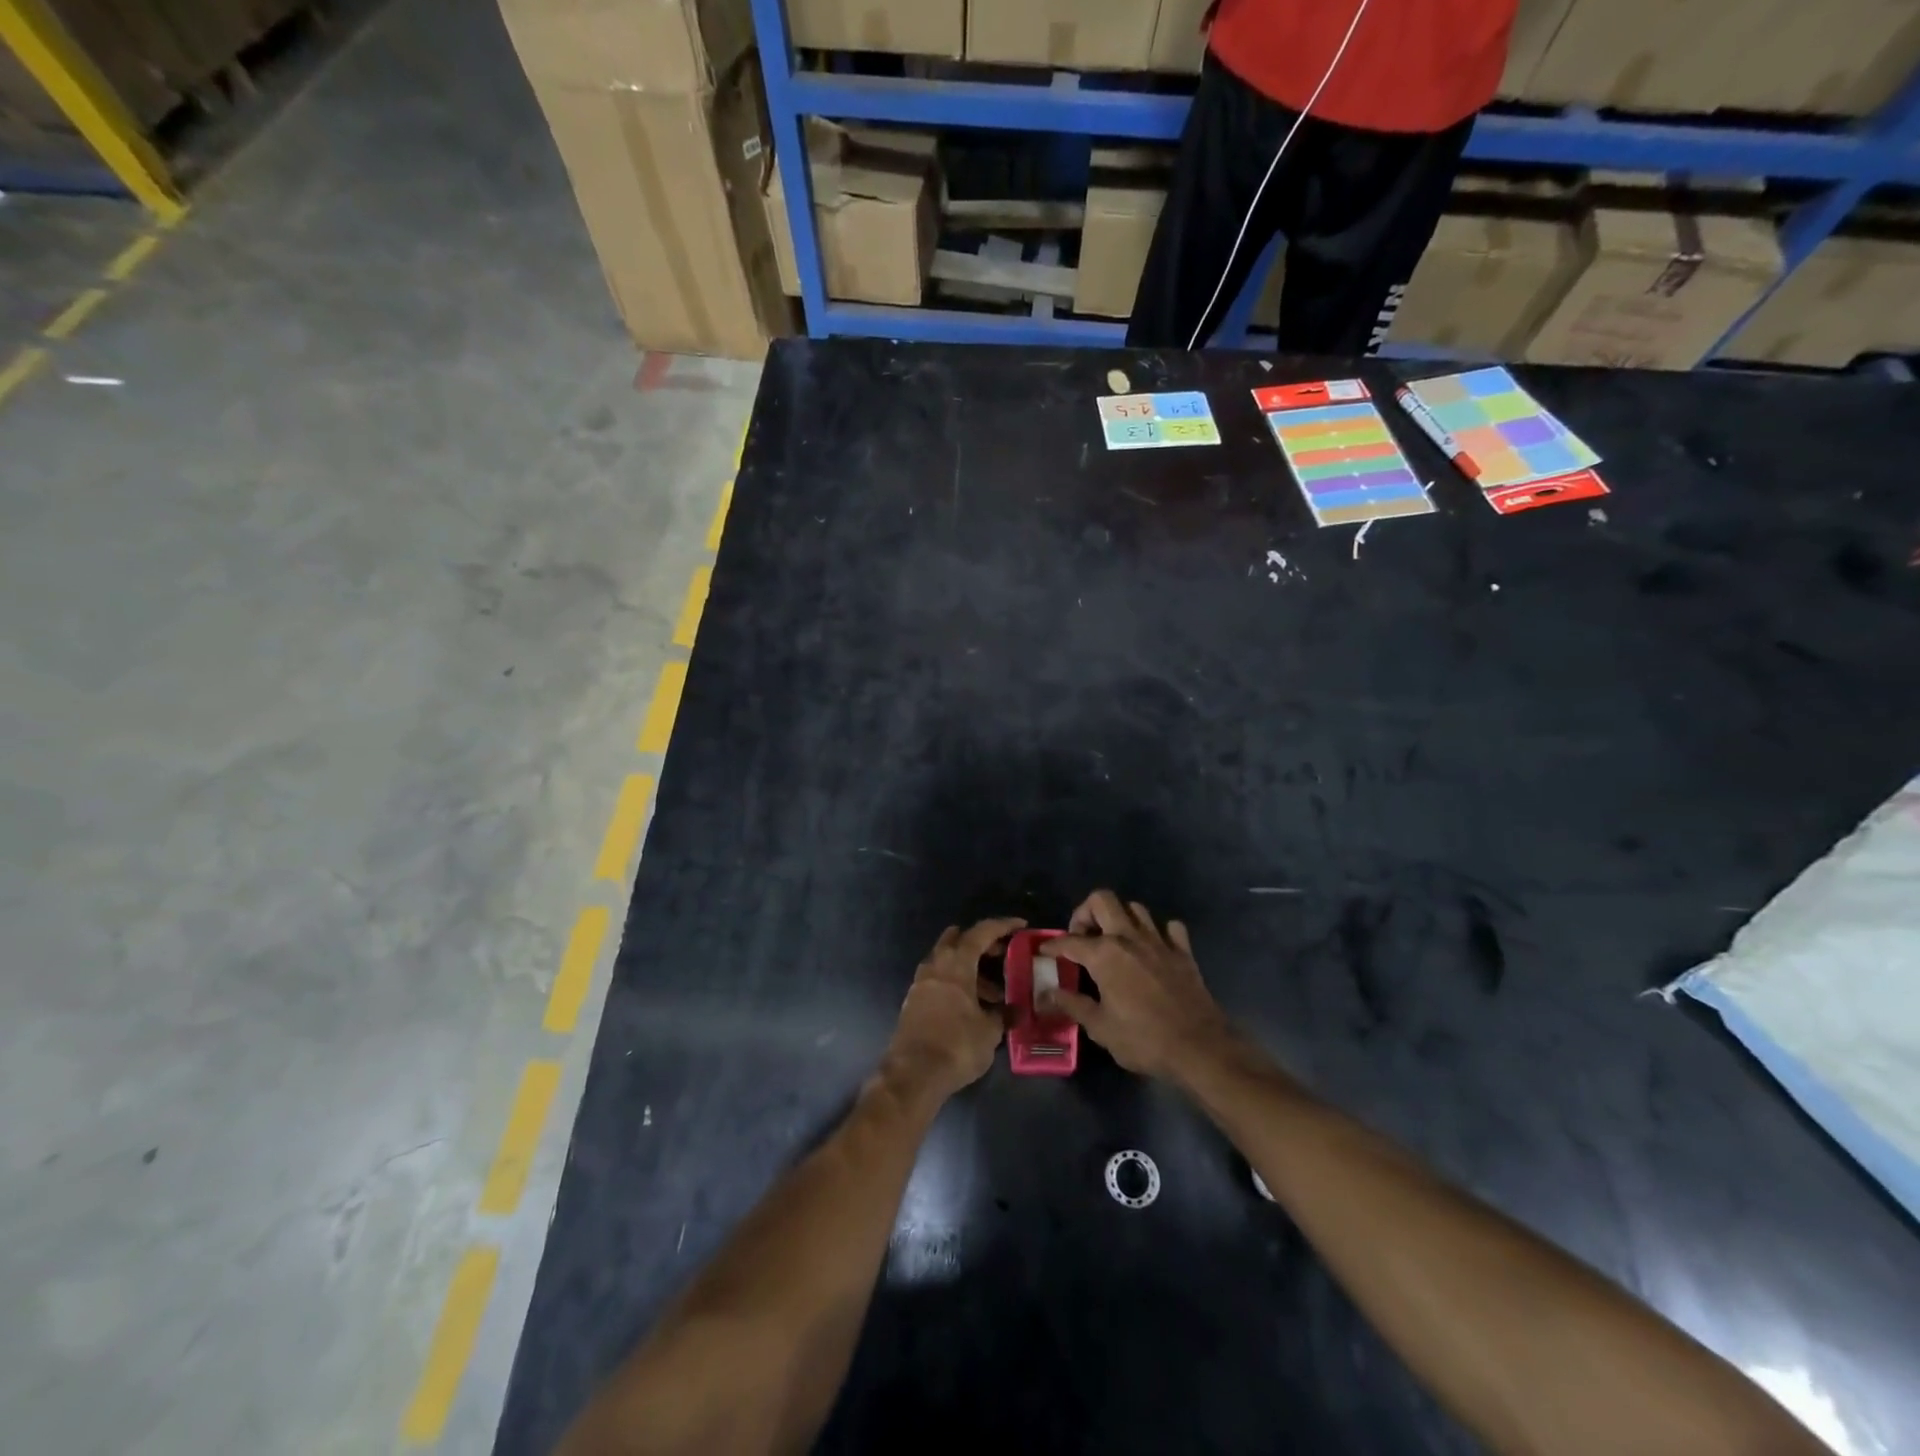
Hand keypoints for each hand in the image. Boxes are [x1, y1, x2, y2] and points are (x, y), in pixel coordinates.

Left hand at [882, 917, 1024, 1104]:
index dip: (1002, 926)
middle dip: (981, 943)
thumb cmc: (956, 1045)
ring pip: (947, 961)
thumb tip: (1014, 1011)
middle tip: (1002, 956)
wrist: (912, 1074)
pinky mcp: (913, 1001)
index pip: (981, 932)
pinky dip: (956, 983)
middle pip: (958, 940)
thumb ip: (1002, 1015)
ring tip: (992, 992)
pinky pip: (939, 980)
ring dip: (969, 967)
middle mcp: (936, 965)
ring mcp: (921, 982)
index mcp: (956, 964)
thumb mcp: (989, 1032)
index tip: (1020, 925)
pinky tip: (970, 1005)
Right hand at [1039, 891, 1231, 1081]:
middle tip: (1082, 937)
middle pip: (1102, 900)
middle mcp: (1129, 938)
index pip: (1069, 940)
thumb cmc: (1143, 1039)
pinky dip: (1159, 932)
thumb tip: (1049, 993)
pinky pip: (1169, 927)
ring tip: (1114, 940)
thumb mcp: (1100, 1027)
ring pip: (1135, 908)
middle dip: (1085, 912)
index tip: (1044, 950)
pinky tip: (1153, 948)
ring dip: (1120, 918)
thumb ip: (1073, 1005)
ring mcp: (1159, 941)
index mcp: (1104, 954)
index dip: (1052, 944)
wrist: (1199, 1047)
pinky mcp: (1183, 952)